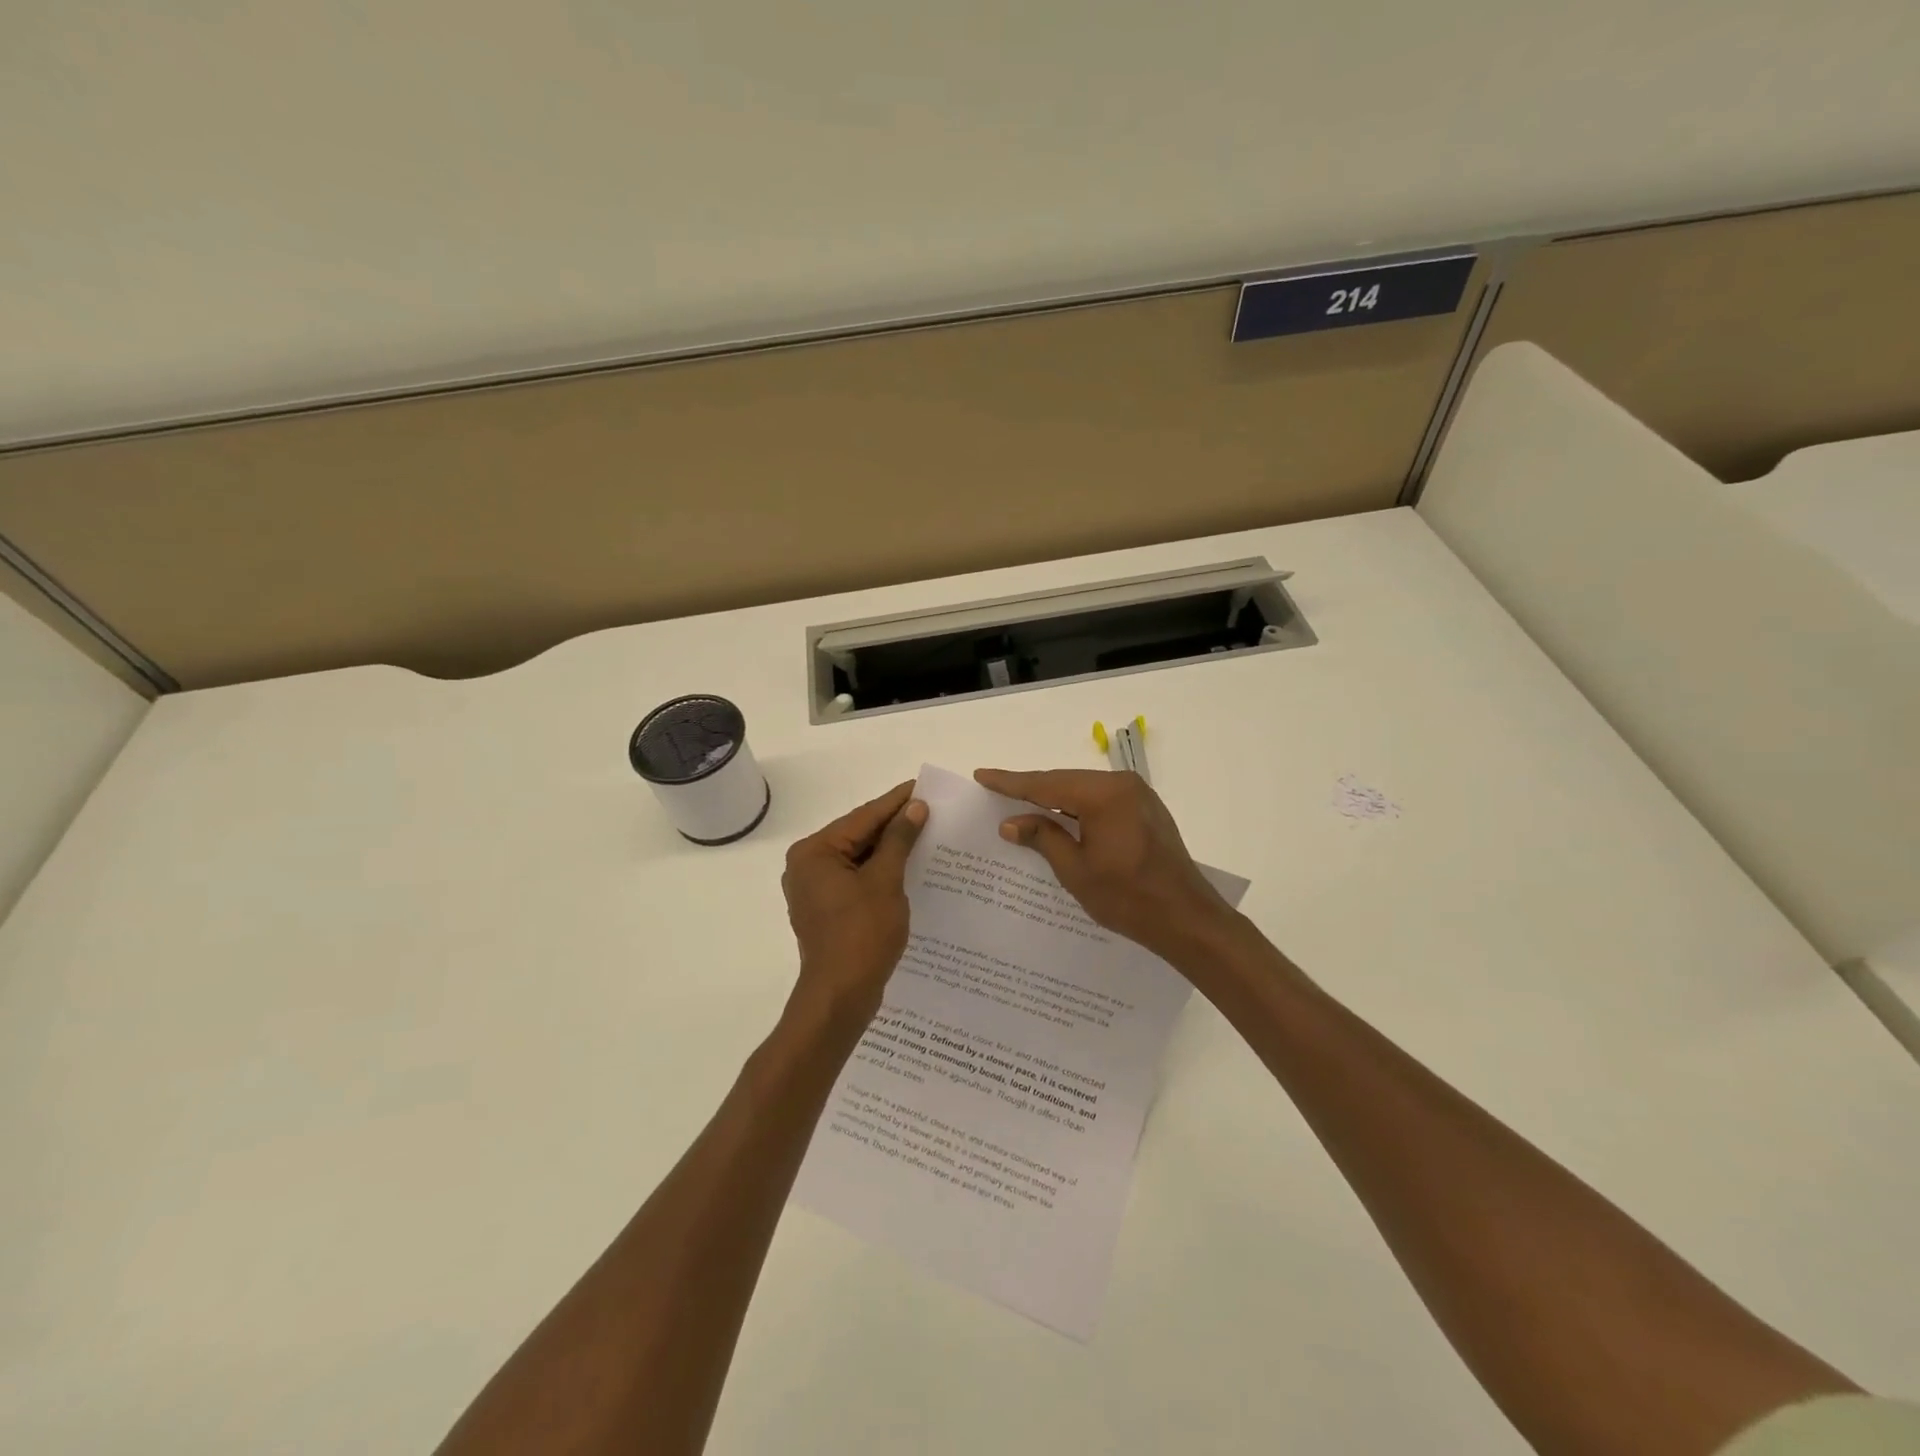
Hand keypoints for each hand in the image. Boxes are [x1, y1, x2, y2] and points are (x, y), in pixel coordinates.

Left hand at [781, 782, 927, 1023]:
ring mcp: (813, 889)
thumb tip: (915, 807)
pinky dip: (879, 871)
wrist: (840, 996)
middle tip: (929, 809)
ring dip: (889, 849)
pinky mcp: (825, 909)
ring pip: (857, 858)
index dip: (895, 802)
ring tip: (925, 834)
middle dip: (893, 825)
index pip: (862, 818)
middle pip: (857, 836)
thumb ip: (899, 840)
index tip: (922, 787)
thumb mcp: (885, 881)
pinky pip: (855, 878)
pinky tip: (907, 866)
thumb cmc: (862, 934)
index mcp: (814, 852)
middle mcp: (807, 865)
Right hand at [973, 768, 1234, 964]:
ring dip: (1053, 800)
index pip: (1046, 784)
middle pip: (1064, 782)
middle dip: (1031, 789)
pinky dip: (1076, 808)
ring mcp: (1137, 795)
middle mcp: (1122, 784)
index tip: (982, 775)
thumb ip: (1042, 838)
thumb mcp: (1075, 871)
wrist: (1186, 918)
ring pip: (1082, 791)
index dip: (1011, 783)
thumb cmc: (1127, 898)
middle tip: (995, 792)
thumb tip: (1011, 822)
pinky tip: (1057, 819)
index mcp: (1103, 795)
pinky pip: (1100, 800)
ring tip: (1019, 805)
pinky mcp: (1145, 809)